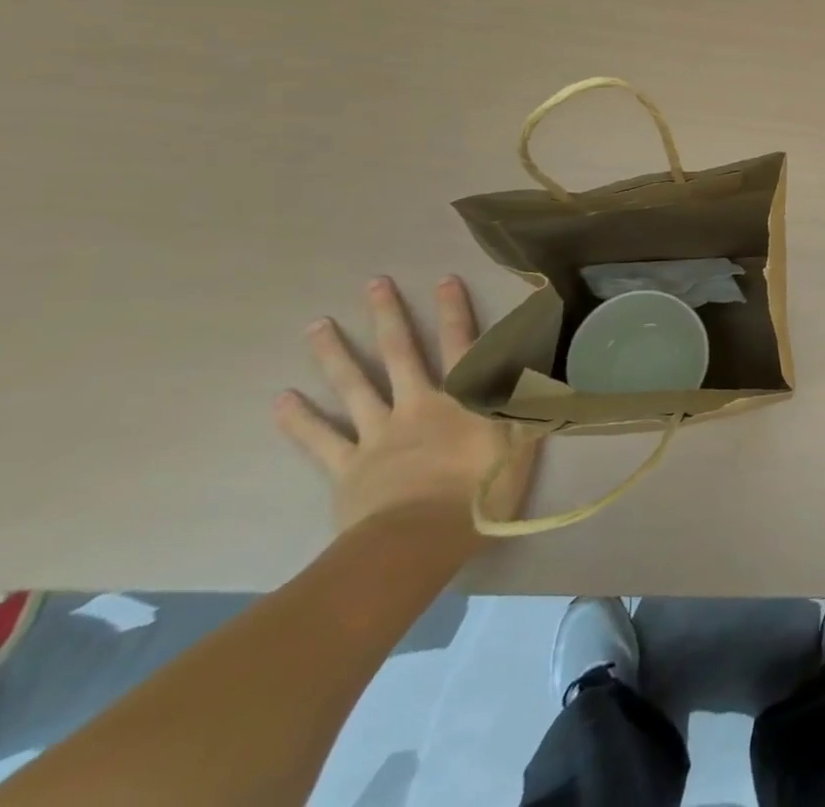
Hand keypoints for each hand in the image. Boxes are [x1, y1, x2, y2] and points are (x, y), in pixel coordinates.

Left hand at [275, 275, 538, 540]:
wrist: (415, 544)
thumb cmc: (478, 494)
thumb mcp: (520, 447)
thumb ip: (528, 406)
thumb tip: (543, 372)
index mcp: (461, 399)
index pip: (462, 345)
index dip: (455, 311)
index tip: (444, 280)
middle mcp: (418, 404)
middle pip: (401, 353)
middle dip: (389, 317)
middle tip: (374, 284)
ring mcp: (378, 434)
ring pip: (354, 386)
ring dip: (335, 354)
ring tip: (316, 326)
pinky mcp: (348, 467)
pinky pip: (321, 440)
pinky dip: (300, 420)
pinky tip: (281, 399)